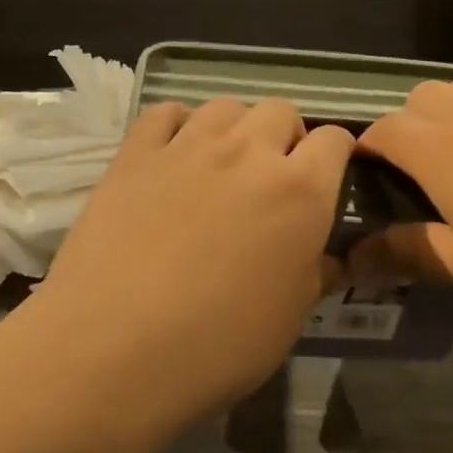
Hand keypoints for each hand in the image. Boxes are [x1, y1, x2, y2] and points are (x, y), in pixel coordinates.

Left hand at [26, 98, 352, 424]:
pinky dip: (179, 125)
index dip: (337, 156)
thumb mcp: (290, 317)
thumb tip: (328, 256)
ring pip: (226, 106)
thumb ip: (316, 273)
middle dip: (286, 137)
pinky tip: (174, 156)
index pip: (335, 141)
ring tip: (224, 165)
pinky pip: (165, 113)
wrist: (116, 346)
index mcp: (300, 191)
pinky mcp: (135, 154)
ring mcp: (188, 147)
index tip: (327, 180)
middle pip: (281, 111)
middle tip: (273, 178)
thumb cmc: (219, 345)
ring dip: (236, 128)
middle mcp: (249, 153)